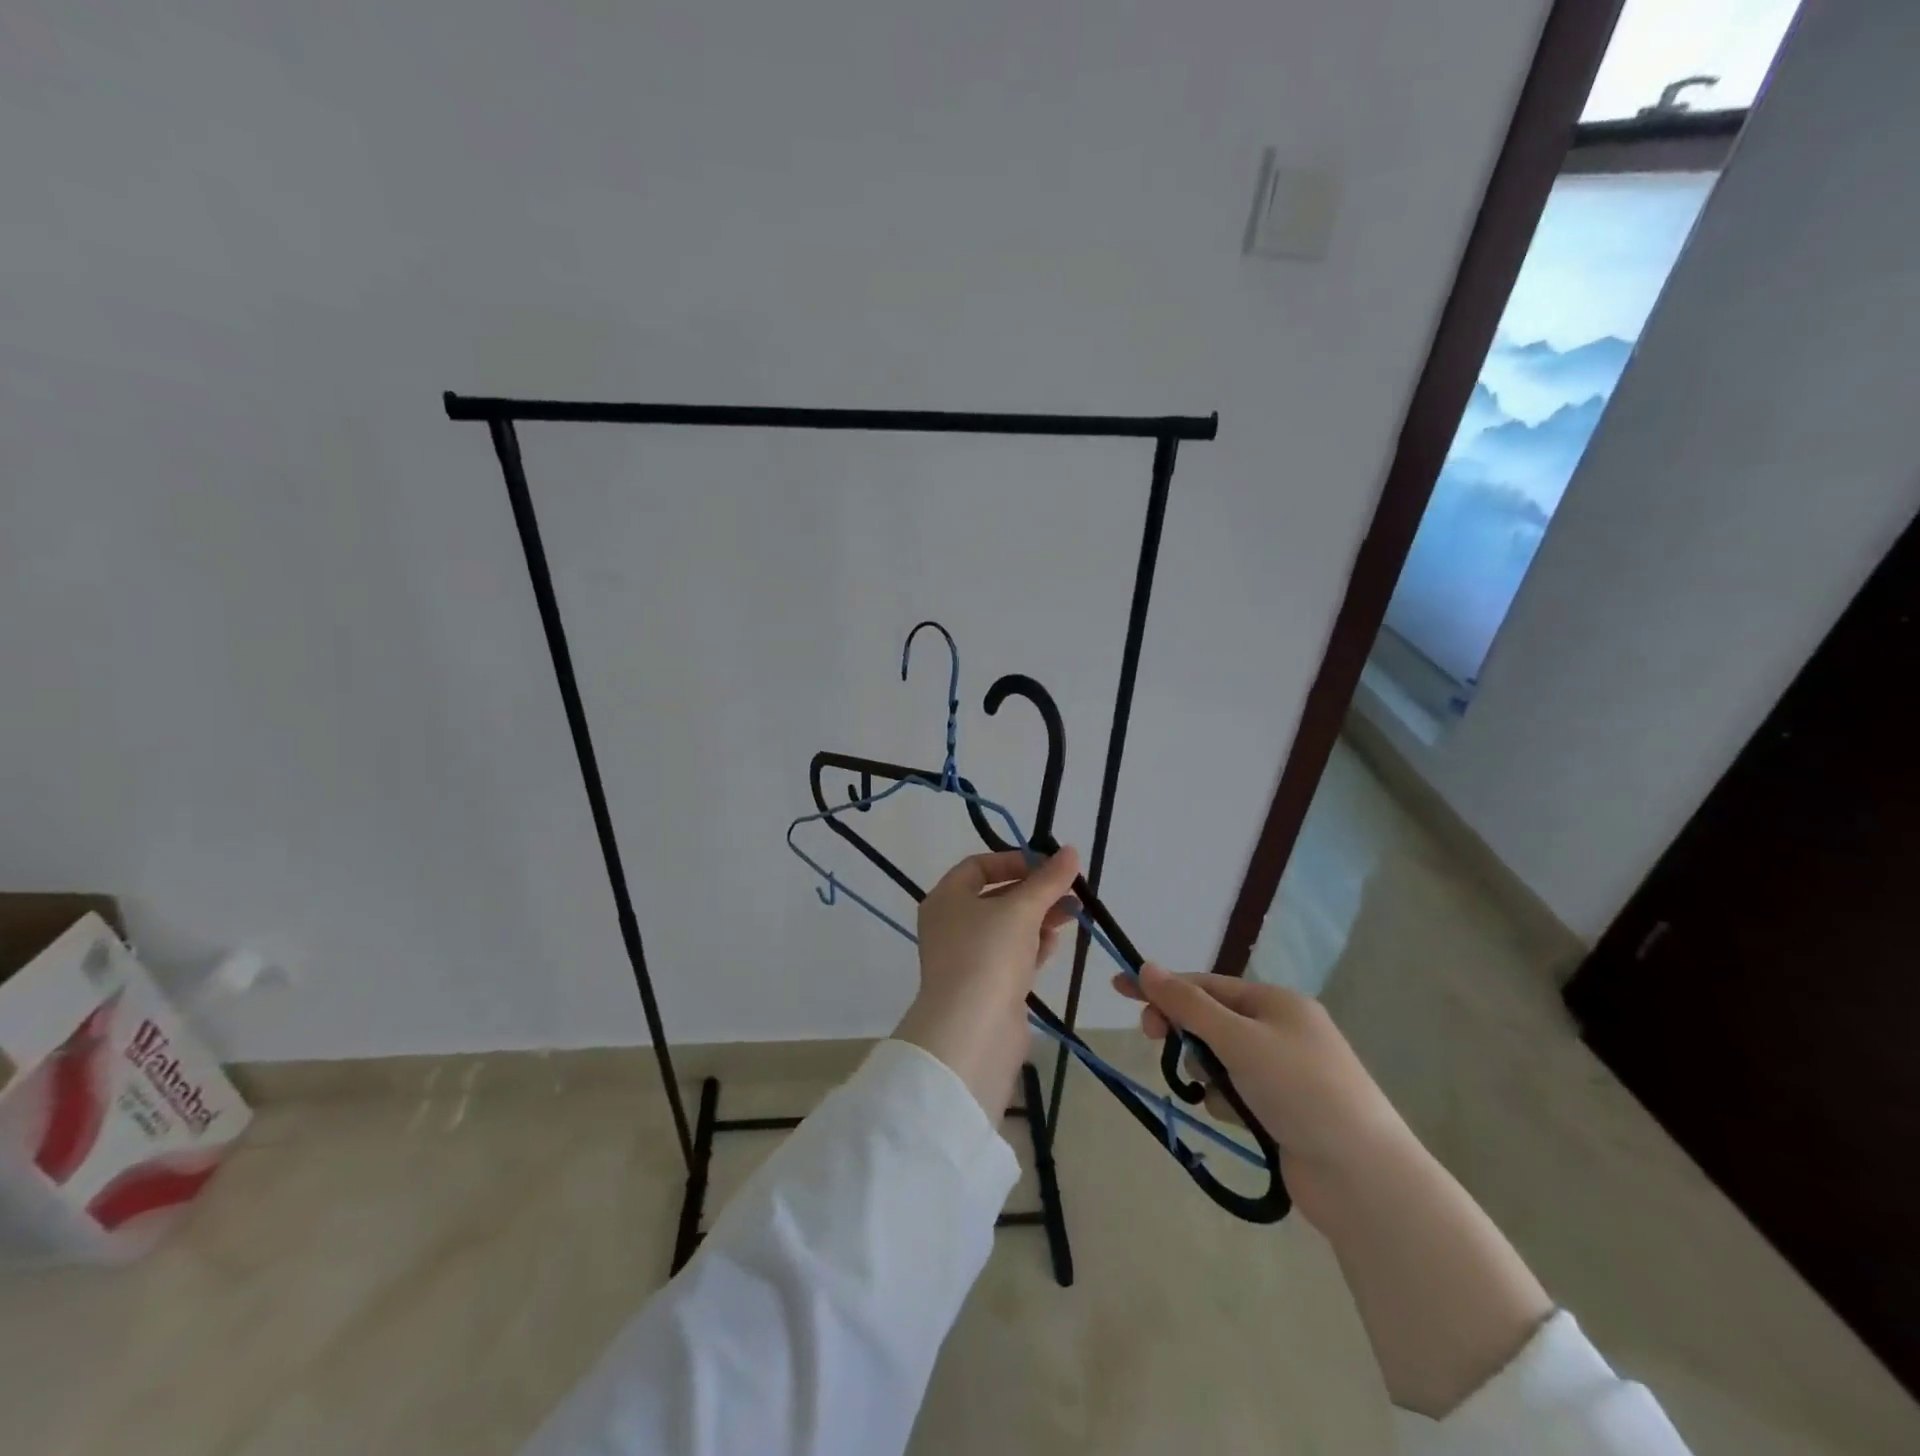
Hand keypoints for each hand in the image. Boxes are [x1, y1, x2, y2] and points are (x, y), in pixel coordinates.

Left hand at [894, 847, 1080, 1116]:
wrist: (972, 1031)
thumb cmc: (988, 955)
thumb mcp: (1022, 909)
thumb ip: (1048, 880)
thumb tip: (1070, 851)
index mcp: (946, 898)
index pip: (978, 866)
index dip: (1014, 861)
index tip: (1048, 866)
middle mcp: (951, 924)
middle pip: (996, 897)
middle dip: (1035, 892)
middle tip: (1070, 891)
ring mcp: (967, 957)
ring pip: (1007, 928)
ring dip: (1039, 918)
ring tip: (1072, 915)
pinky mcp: (985, 986)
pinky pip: (1011, 956)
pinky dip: (1032, 946)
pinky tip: (1054, 944)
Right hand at [1118, 966, 1551, 1415]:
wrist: (1363, 1178)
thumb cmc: (1301, 1091)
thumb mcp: (1240, 1039)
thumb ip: (1189, 1005)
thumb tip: (1146, 966)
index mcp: (1275, 1002)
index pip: (1205, 985)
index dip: (1162, 986)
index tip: (1119, 988)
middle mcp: (1279, 1030)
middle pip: (1210, 1020)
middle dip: (1183, 1032)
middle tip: (1154, 1041)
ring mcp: (1282, 1071)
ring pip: (1218, 1059)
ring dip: (1206, 1072)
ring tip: (1221, 1096)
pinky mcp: (1280, 1109)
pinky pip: (1233, 1091)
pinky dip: (1226, 1100)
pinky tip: (1237, 1119)